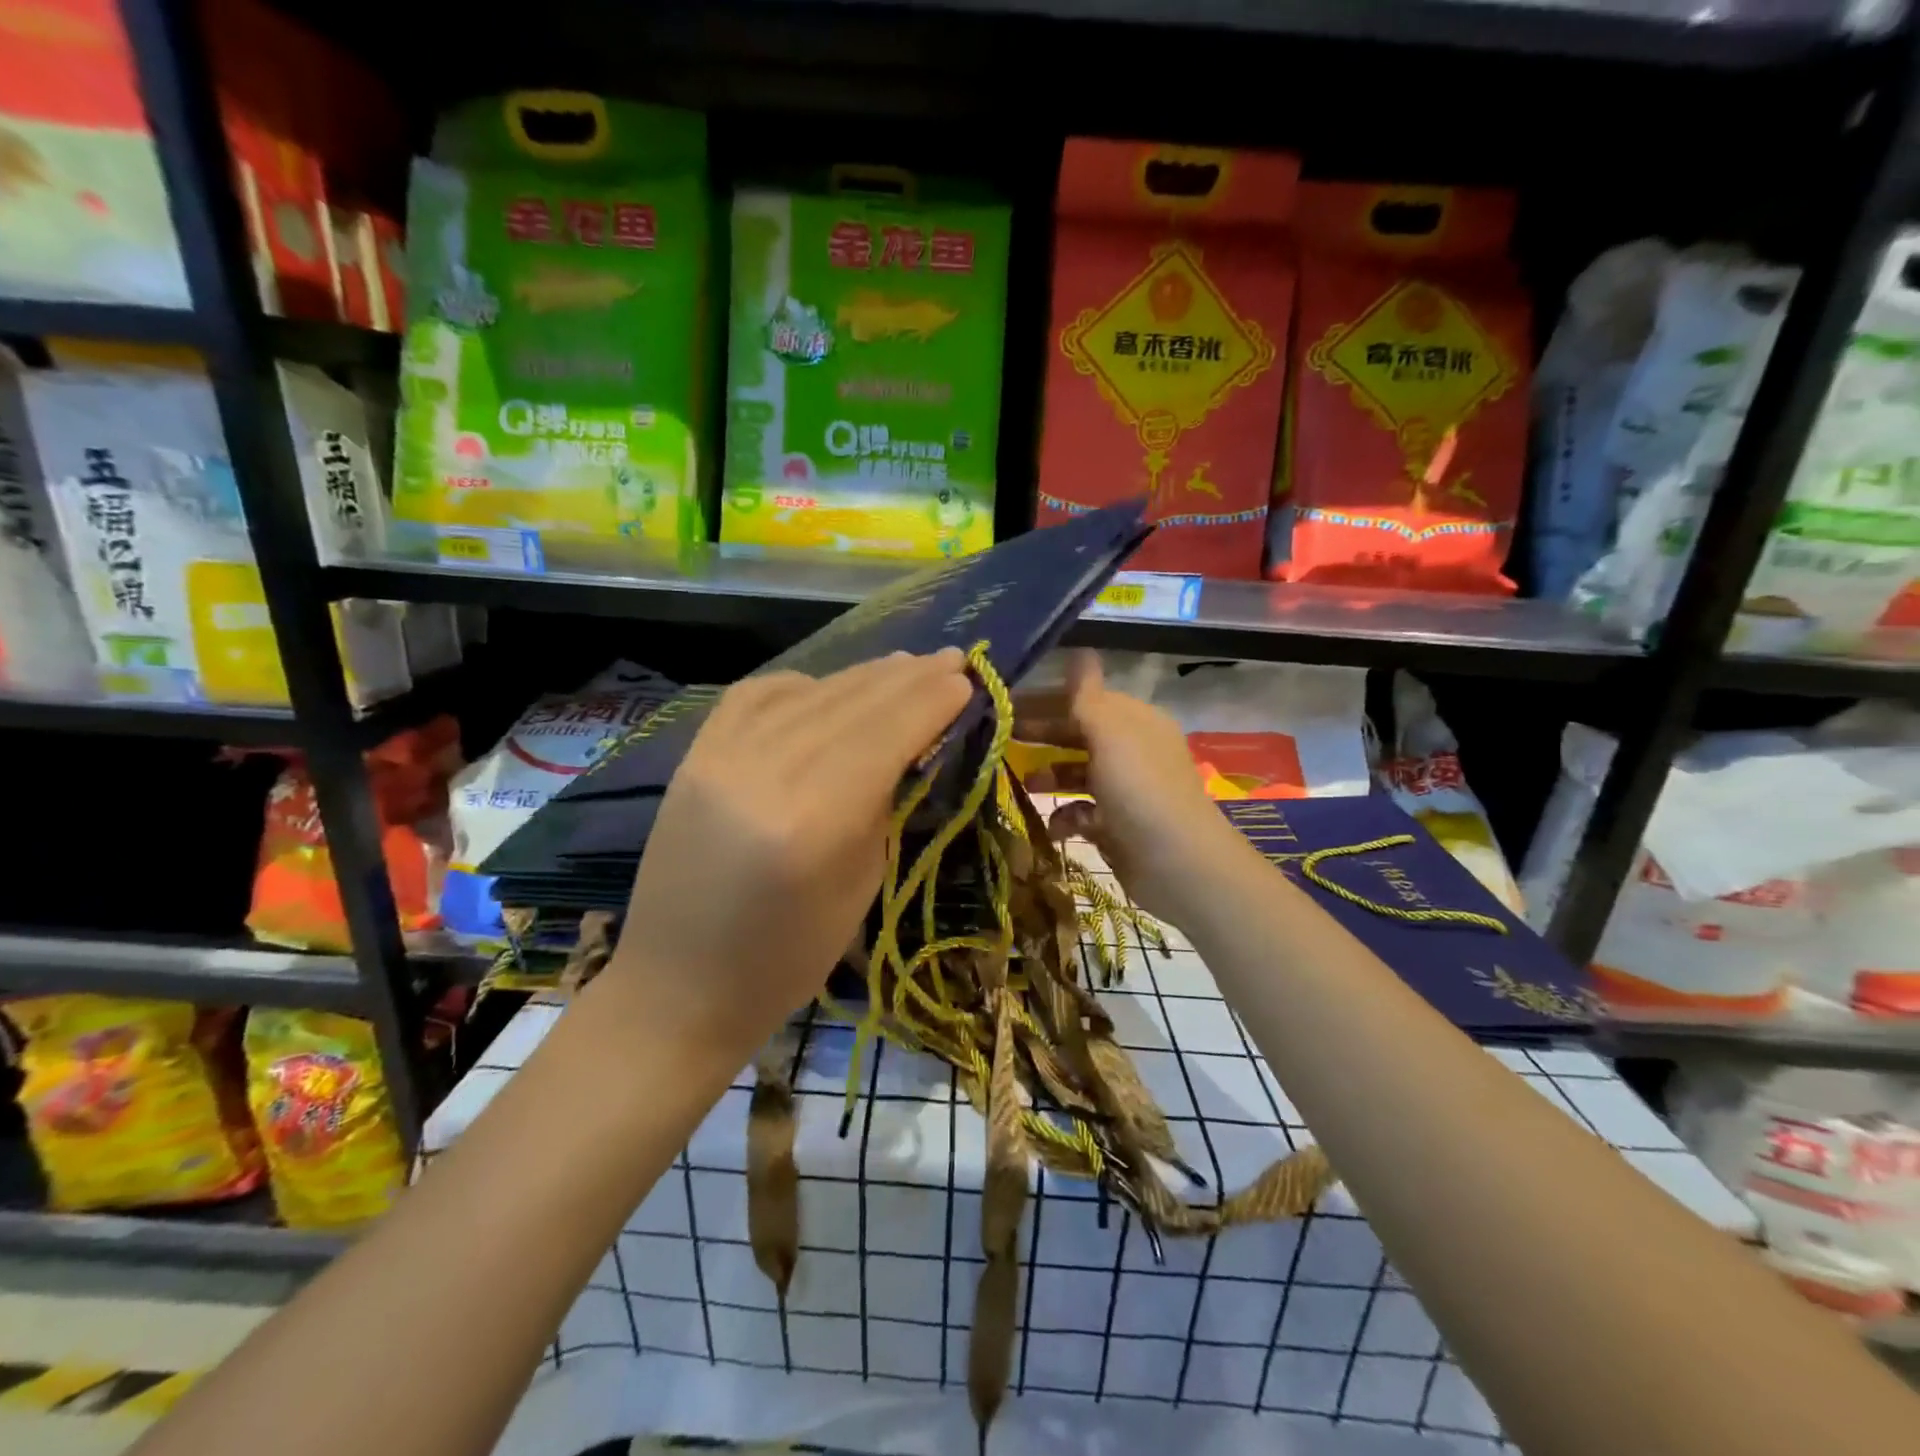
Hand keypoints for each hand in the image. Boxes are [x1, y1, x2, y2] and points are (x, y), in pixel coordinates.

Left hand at [613, 650, 972, 1055]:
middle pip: (852, 704)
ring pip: (810, 693)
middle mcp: (765, 773)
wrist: (678, 985)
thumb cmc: (786, 959)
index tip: (966, 680)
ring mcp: (720, 757)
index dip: (931, 702)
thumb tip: (915, 745)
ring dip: (863, 676)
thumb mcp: (861, 887)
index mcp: (815, 820)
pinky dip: (803, 684)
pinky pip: (757, 696)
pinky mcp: (694, 755)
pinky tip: (828, 686)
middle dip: (908, 679)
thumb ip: (885, 805)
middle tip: (951, 658)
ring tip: (904, 665)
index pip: (886, 735)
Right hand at [1015, 651, 1248, 925]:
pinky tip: (1056, 824)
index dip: (1047, 700)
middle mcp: (1131, 752)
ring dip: (1050, 777)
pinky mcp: (1117, 827)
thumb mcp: (1110, 733)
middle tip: (1001, 739)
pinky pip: (1082, 813)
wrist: (1176, 863)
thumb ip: (1087, 696)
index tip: (1007, 705)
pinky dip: (1066, 817)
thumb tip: (1080, 651)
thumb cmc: (1139, 788)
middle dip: (1043, 737)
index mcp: (1135, 722)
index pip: (1085, 700)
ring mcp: (1125, 791)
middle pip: (1079, 735)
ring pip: (1078, 775)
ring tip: (1024, 784)